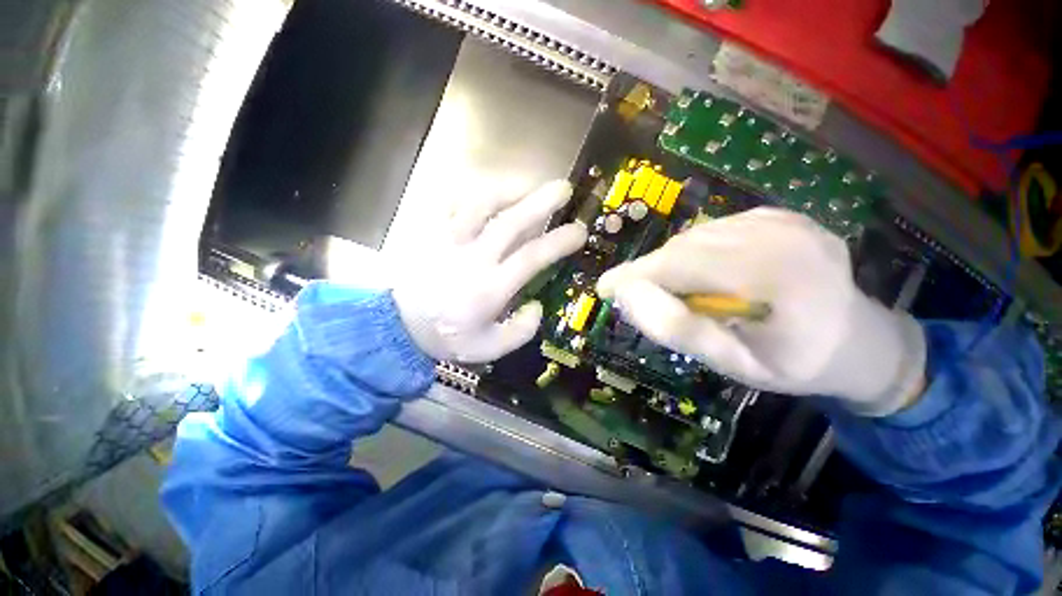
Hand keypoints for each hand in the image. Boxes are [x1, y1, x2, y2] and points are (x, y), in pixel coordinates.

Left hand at [393, 180, 586, 362]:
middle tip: (563, 188)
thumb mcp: (489, 349)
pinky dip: (470, 192)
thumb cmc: (447, 338)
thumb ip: (520, 332)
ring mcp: (448, 240)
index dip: (559, 240)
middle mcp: (473, 258)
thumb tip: (537, 305)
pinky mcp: (429, 232)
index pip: (532, 257)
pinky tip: (485, 194)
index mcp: (490, 289)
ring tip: (527, 185)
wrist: (397, 328)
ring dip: (508, 189)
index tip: (579, 230)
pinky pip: (449, 201)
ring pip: (480, 203)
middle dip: (541, 202)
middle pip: (511, 221)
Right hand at [597, 208, 925, 415]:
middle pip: (684, 246)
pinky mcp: (780, 213)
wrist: (858, 339)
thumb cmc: (796, 363)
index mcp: (774, 276)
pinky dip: (699, 251)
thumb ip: (677, 329)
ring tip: (686, 291)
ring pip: (695, 235)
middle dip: (654, 272)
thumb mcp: (733, 364)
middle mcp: (779, 233)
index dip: (634, 274)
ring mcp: (783, 218)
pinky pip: (715, 229)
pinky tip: (714, 273)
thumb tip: (627, 294)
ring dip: (676, 263)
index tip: (605, 288)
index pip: (678, 264)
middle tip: (646, 299)